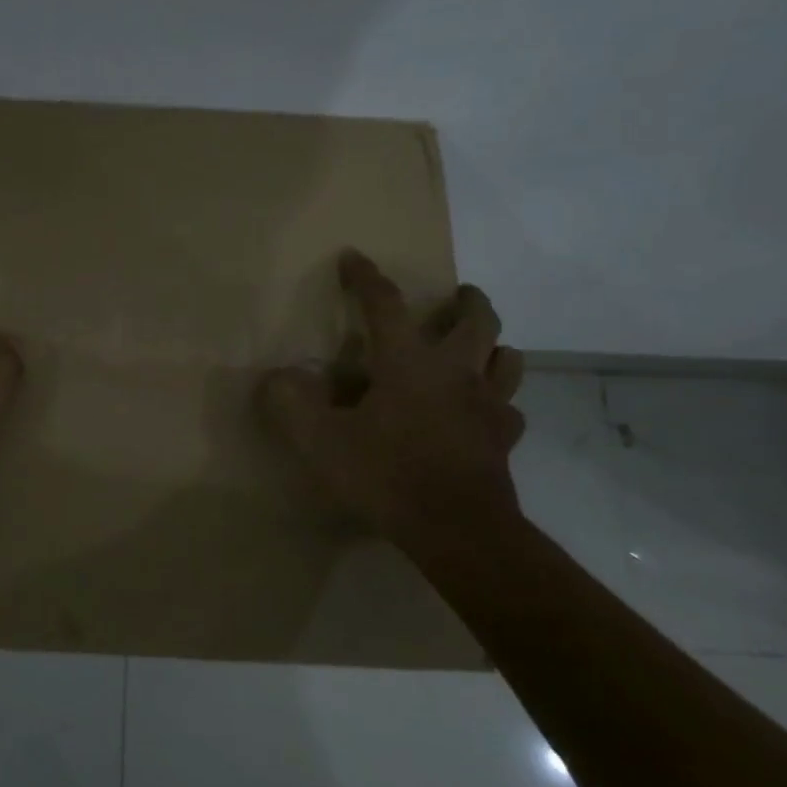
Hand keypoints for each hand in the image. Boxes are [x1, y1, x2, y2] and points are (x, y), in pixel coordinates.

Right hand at [258, 252, 525, 539]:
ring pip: (507, 358)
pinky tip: (487, 410)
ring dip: (494, 345)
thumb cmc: (386, 475)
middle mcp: (455, 371)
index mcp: (408, 362)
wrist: (456, 529)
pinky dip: (499, 399)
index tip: (353, 257)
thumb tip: (276, 378)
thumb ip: (291, 404)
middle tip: (459, 294)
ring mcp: (487, 405)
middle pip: (477, 320)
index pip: (385, 305)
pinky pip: (510, 408)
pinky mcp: (503, 439)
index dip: (366, 277)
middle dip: (467, 300)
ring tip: (480, 346)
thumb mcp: (321, 441)